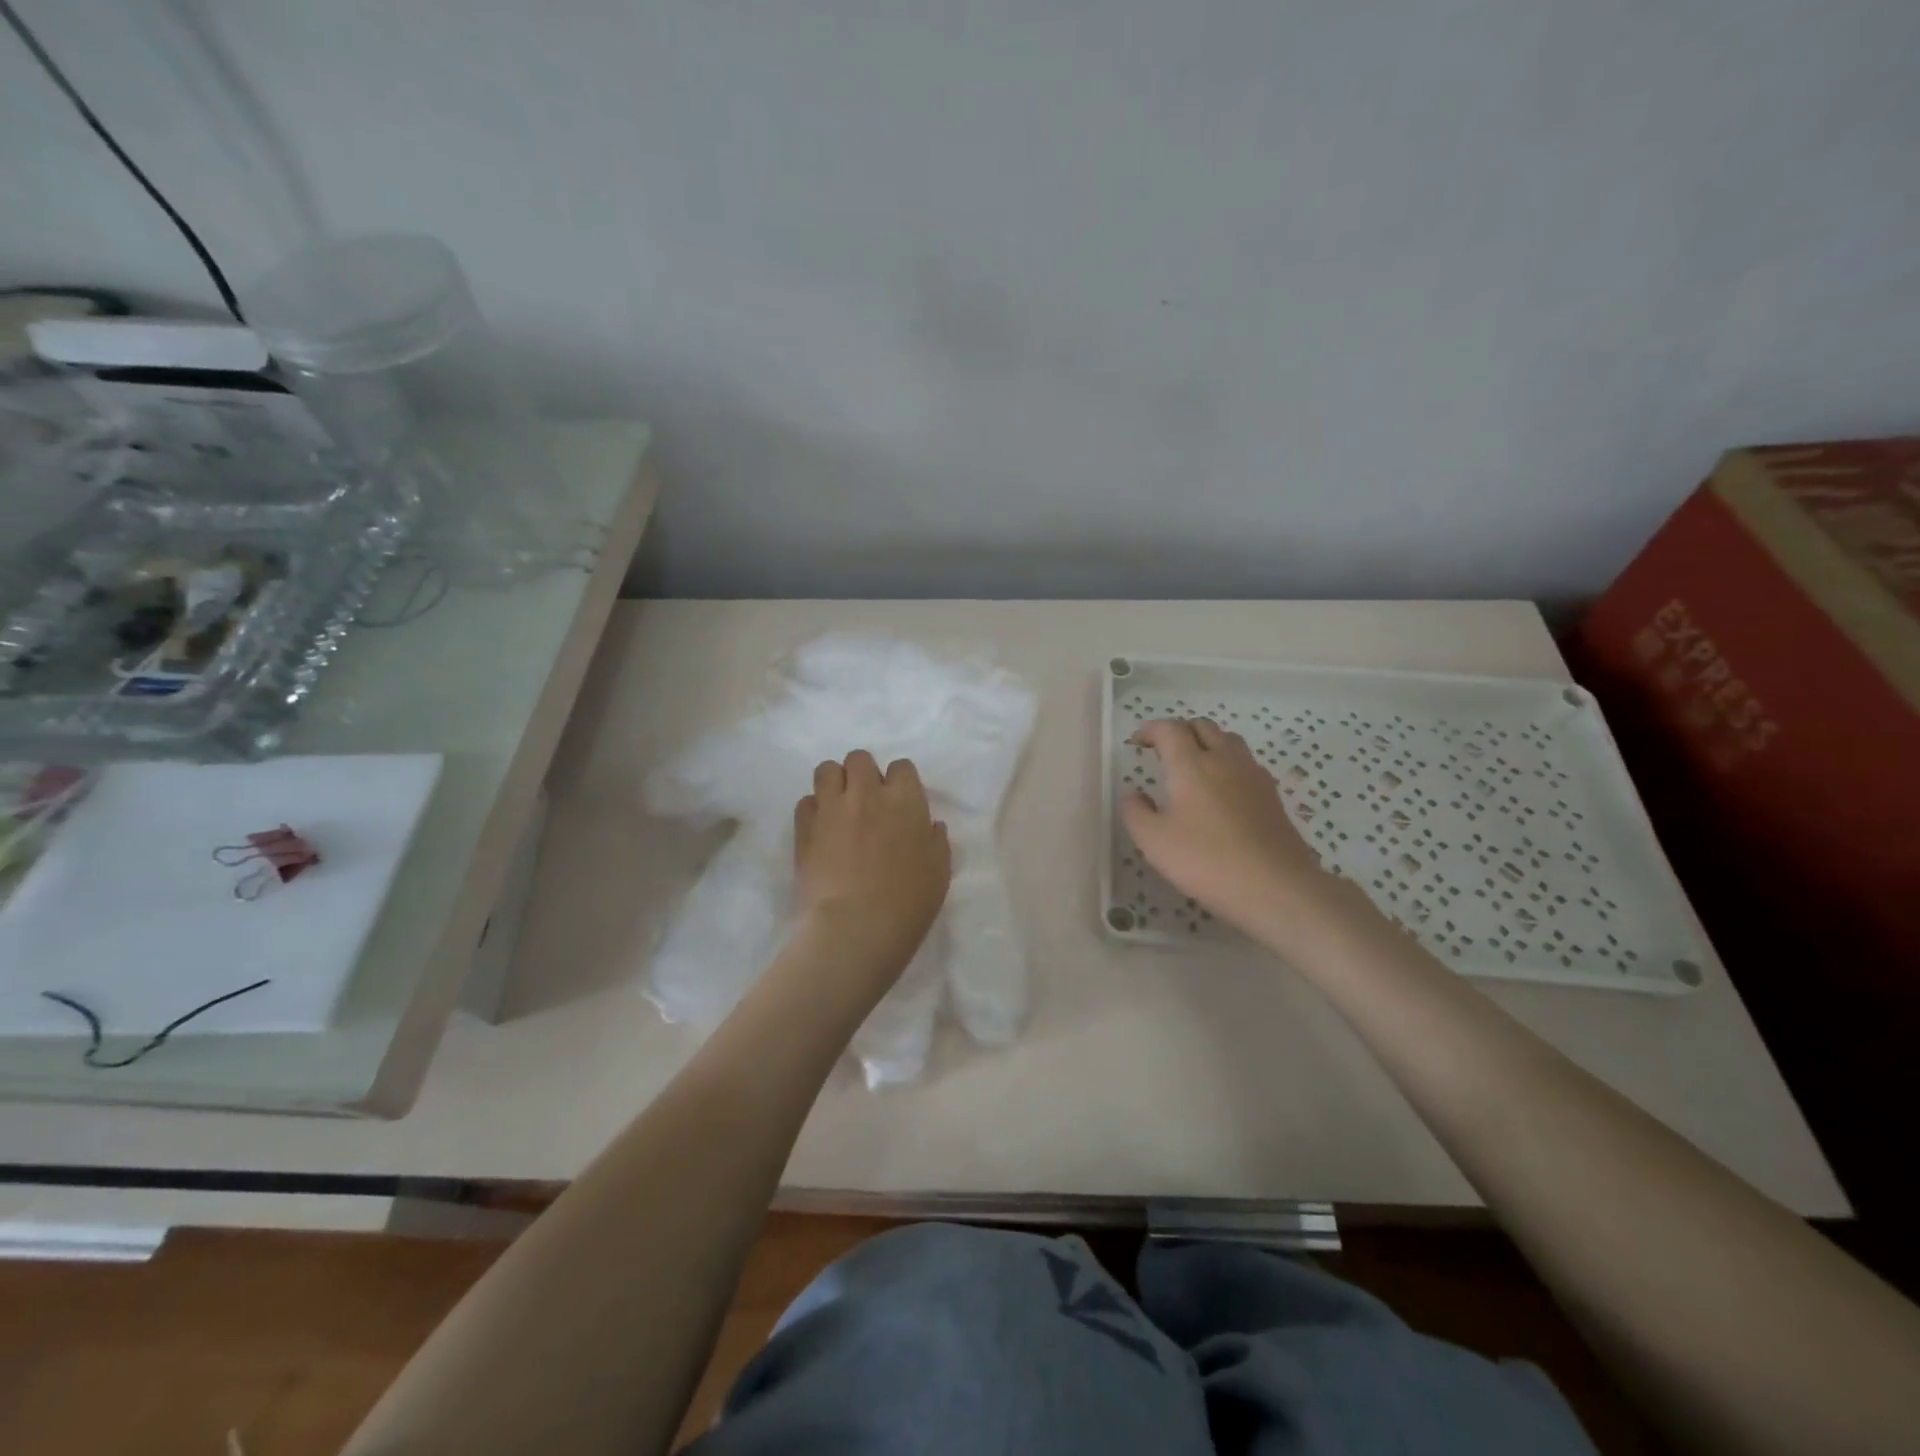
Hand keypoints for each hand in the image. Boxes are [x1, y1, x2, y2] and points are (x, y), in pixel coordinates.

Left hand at [793, 750, 951, 991]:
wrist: (855, 928)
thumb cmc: (908, 903)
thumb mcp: (939, 873)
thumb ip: (936, 842)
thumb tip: (930, 826)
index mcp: (905, 800)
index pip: (901, 766)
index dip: (900, 782)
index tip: (899, 803)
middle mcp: (866, 793)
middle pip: (859, 758)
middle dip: (863, 774)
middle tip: (867, 802)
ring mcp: (831, 808)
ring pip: (826, 770)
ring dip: (835, 783)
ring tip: (840, 808)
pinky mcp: (804, 827)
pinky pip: (805, 801)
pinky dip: (814, 810)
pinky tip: (821, 831)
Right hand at [1121, 719, 1362, 952]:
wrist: (1276, 887)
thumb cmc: (1207, 861)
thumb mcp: (1155, 842)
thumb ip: (1136, 813)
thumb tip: (1133, 795)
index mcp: (1192, 765)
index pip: (1170, 729)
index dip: (1151, 730)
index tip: (1138, 742)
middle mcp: (1224, 760)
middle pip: (1202, 727)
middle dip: (1179, 732)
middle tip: (1163, 752)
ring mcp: (1253, 776)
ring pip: (1229, 740)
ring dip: (1207, 743)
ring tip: (1194, 766)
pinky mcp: (1272, 795)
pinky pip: (1246, 763)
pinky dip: (1228, 763)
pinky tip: (1223, 790)